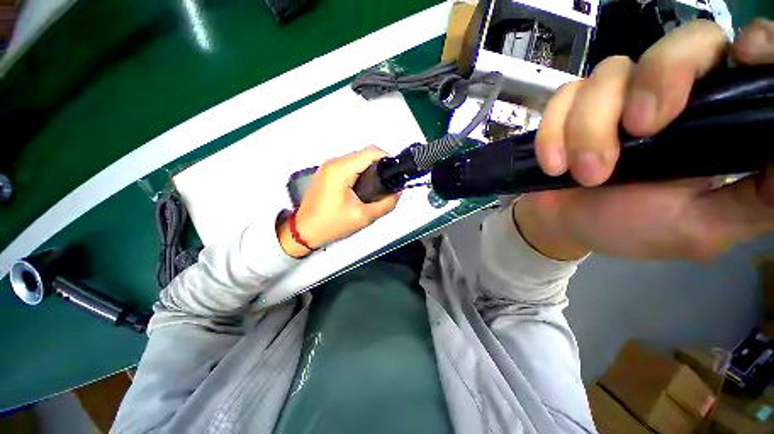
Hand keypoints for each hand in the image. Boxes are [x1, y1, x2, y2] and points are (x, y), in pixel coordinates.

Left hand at [277, 146, 399, 257]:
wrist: (303, 232)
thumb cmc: (331, 225)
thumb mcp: (364, 217)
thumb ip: (386, 204)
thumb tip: (397, 192)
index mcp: (341, 169)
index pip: (371, 152)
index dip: (387, 159)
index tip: (394, 173)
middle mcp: (333, 162)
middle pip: (364, 154)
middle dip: (379, 166)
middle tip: (387, 184)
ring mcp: (328, 167)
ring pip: (356, 160)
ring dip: (369, 170)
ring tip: (377, 187)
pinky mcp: (326, 173)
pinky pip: (348, 166)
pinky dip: (359, 172)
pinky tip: (364, 187)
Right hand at [520, 19, 773, 260]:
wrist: (565, 225)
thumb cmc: (630, 229)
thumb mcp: (699, 228)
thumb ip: (753, 203)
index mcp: (715, 119)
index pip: (743, 56)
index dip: (754, 45)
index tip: (744, 61)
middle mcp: (672, 95)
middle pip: (679, 43)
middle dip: (658, 80)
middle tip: (638, 131)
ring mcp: (616, 97)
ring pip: (609, 73)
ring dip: (589, 128)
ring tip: (586, 174)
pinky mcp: (572, 108)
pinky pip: (563, 99)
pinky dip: (553, 133)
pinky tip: (554, 165)